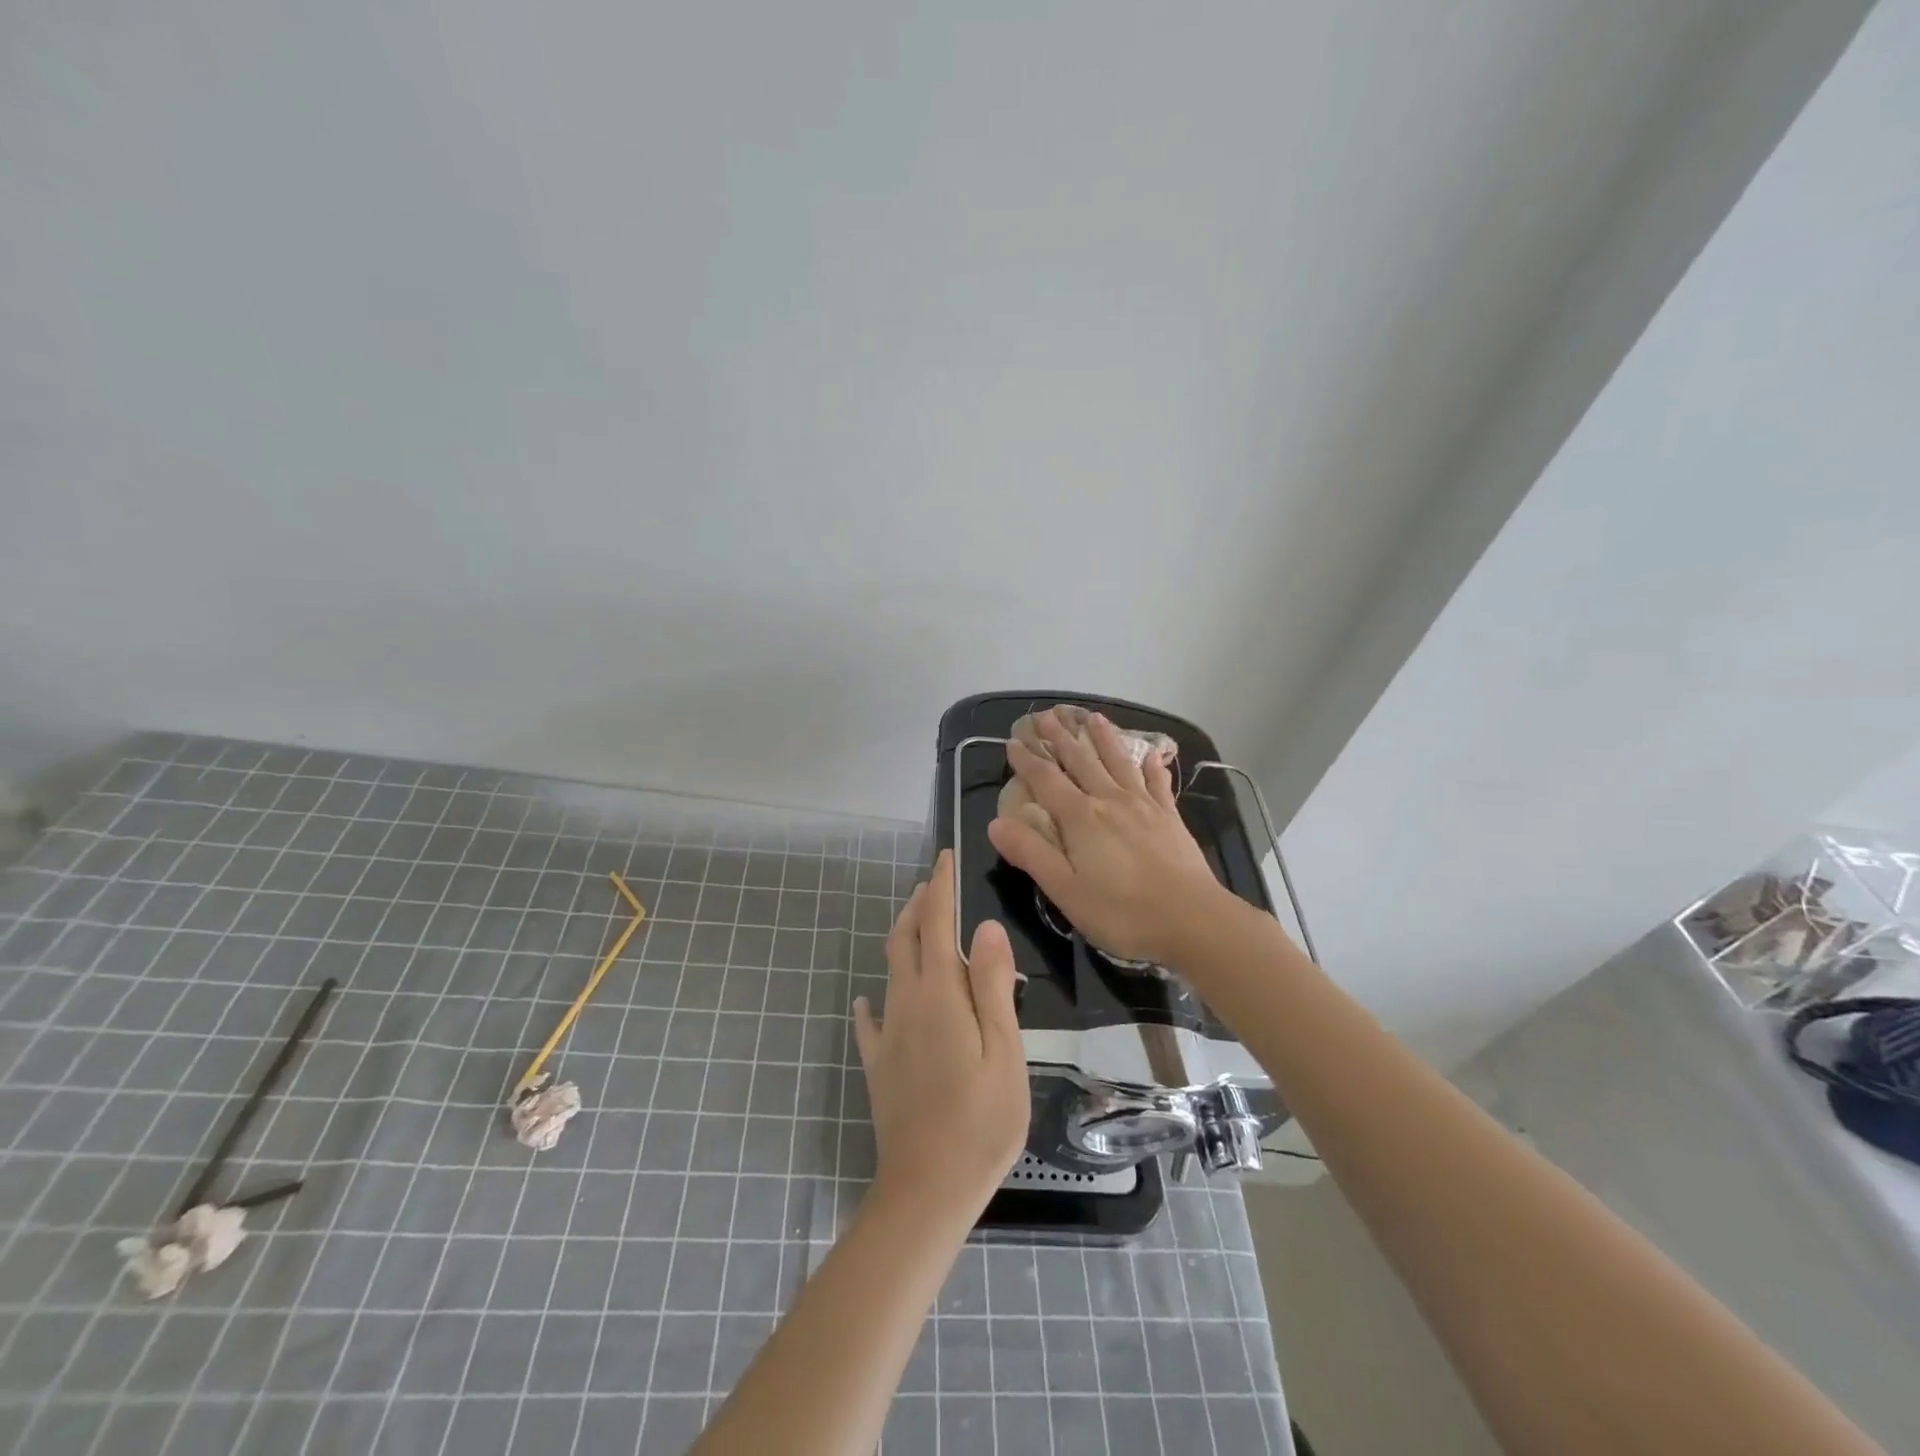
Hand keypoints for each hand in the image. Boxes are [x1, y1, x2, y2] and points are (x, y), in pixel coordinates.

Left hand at [853, 850, 1029, 1218]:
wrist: (926, 1190)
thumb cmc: (980, 1122)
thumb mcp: (1004, 1052)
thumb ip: (993, 987)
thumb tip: (985, 927)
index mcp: (939, 996)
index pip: (936, 925)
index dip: (940, 888)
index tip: (944, 857)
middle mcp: (906, 1004)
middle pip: (906, 940)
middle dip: (918, 906)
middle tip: (932, 883)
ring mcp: (887, 1035)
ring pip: (890, 970)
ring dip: (903, 938)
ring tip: (916, 922)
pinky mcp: (879, 1064)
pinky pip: (871, 1020)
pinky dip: (873, 999)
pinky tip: (869, 999)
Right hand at [987, 707, 1230, 966]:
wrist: (1192, 919)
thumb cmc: (1122, 911)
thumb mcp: (1064, 890)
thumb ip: (1031, 853)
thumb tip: (996, 823)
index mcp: (1080, 818)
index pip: (1046, 780)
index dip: (1027, 760)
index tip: (1013, 741)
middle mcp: (1109, 800)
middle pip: (1081, 761)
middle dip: (1061, 737)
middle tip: (1047, 715)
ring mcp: (1144, 806)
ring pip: (1118, 762)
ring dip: (1104, 738)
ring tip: (1093, 717)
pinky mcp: (1170, 817)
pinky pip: (1157, 783)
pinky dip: (1152, 766)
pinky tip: (1152, 755)